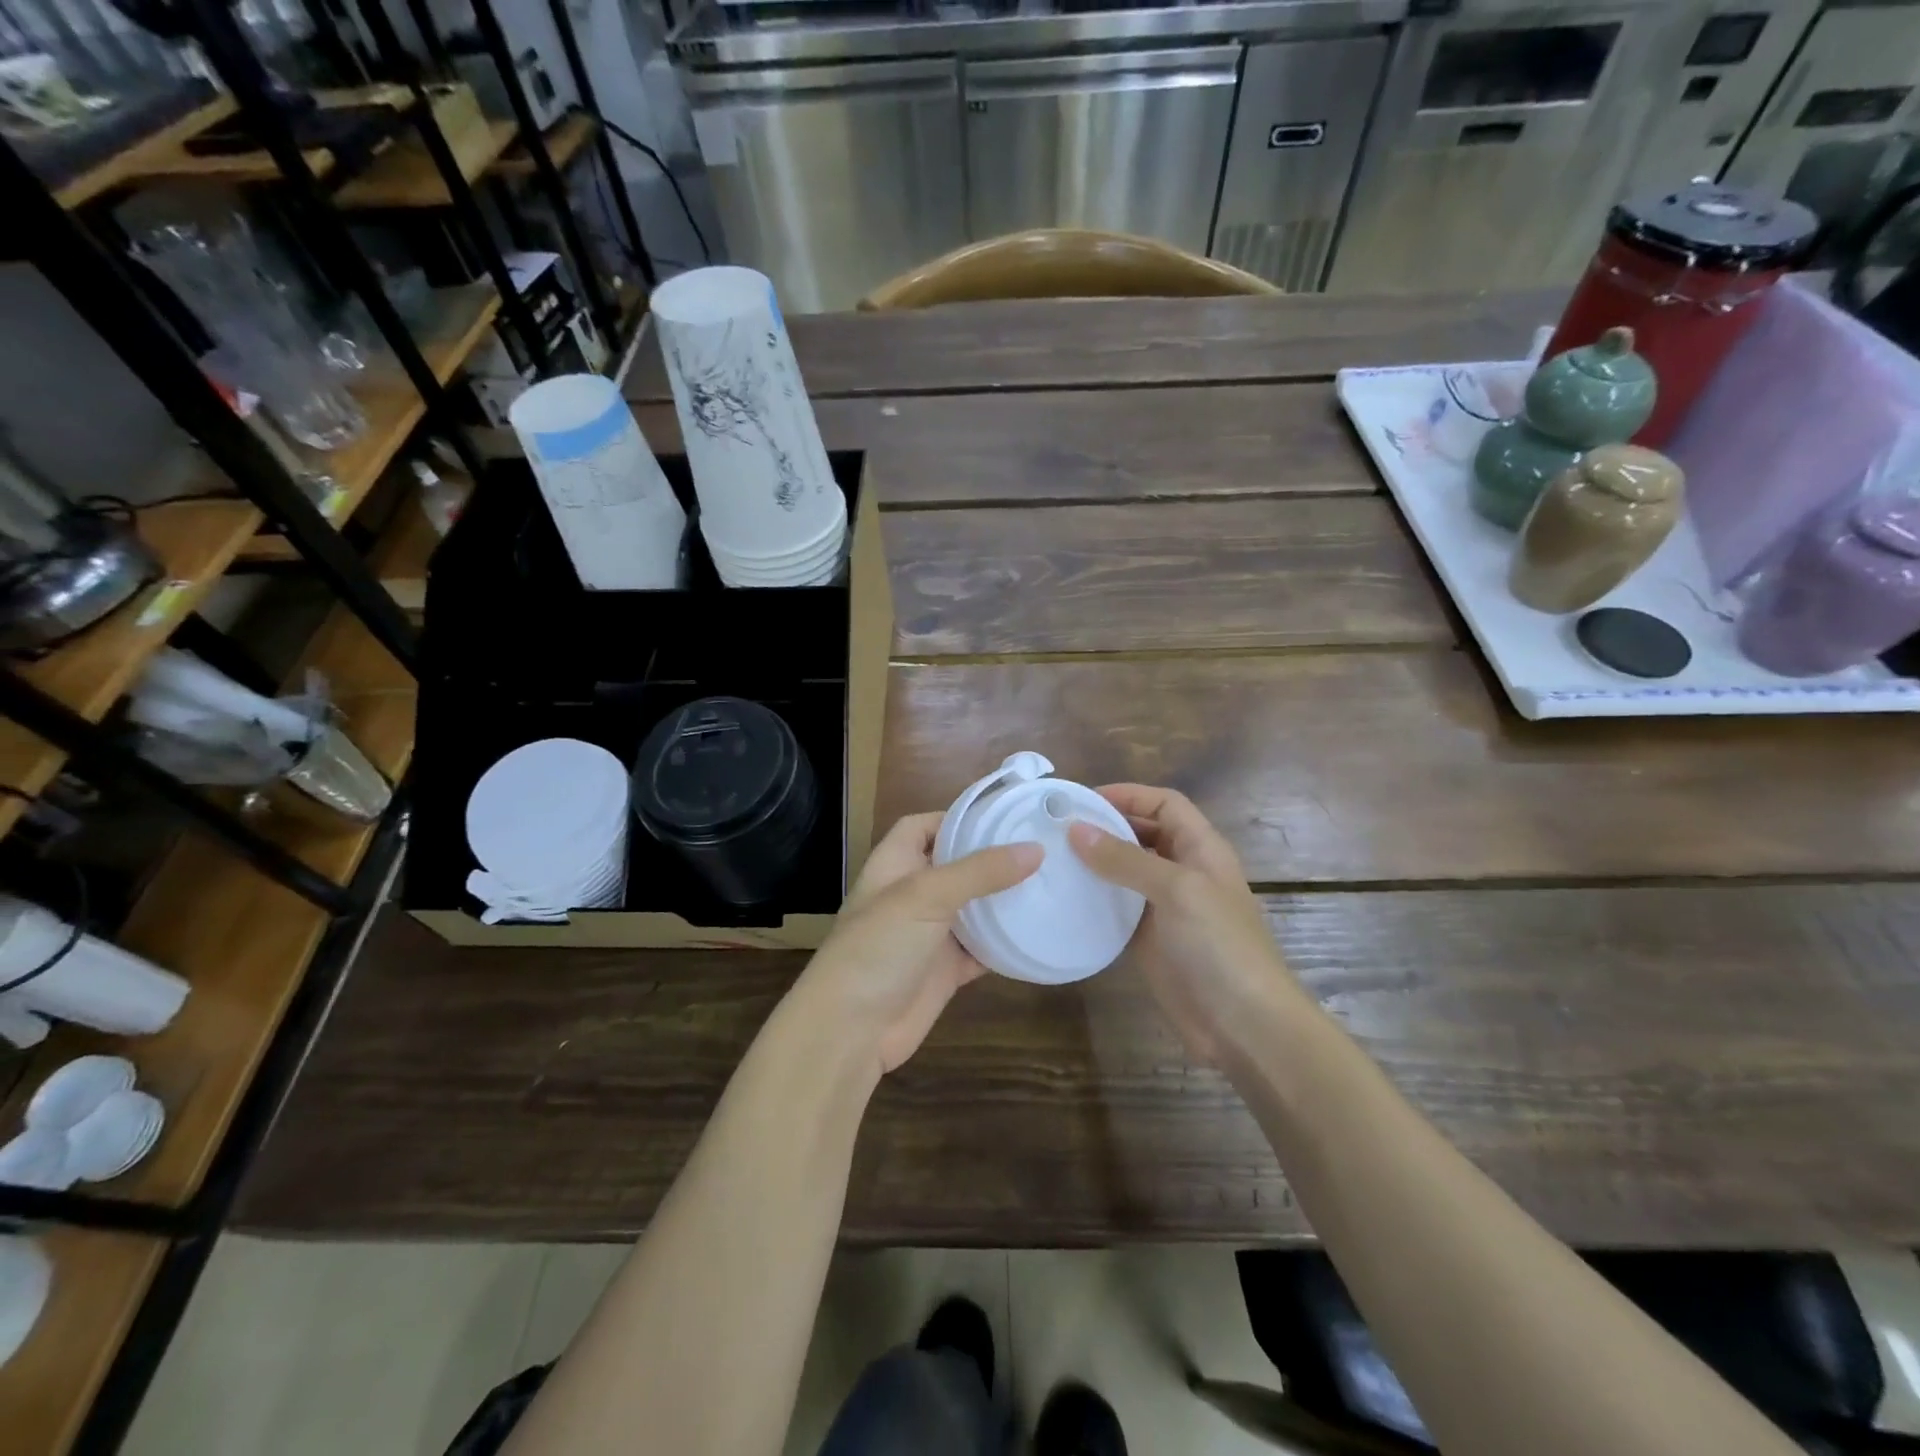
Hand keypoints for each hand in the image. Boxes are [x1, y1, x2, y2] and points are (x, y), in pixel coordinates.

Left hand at [796, 812, 1040, 1075]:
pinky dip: (1005, 943)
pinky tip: (1039, 931)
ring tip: (1051, 880)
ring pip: (973, 908)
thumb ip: (980, 871)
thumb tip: (1035, 849)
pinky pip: (982, 950)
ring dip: (1004, 899)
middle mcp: (912, 895)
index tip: (1002, 816)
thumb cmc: (879, 946)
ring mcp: (930, 934)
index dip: (955, 817)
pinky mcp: (946, 971)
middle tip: (1042, 847)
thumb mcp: (926, 895)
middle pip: (955, 866)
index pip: (922, 826)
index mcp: (894, 865)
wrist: (852, 1030)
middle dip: (992, 858)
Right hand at [1068, 785, 1302, 1063]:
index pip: (1164, 804)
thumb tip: (1075, 829)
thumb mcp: (1176, 890)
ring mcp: (1166, 908)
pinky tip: (1064, 898)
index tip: (1082, 800)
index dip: (1128, 795)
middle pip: (1142, 834)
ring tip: (1052, 858)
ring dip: (1095, 863)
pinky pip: (1117, 908)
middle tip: (1056, 828)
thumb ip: (1126, 859)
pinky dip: (1094, 899)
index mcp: (1201, 848)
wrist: (1245, 1026)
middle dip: (1105, 826)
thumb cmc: (1219, 946)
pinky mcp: (1149, 940)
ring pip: (1126, 872)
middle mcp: (1184, 871)